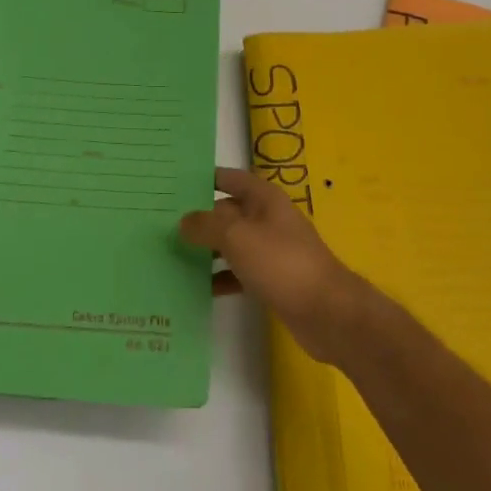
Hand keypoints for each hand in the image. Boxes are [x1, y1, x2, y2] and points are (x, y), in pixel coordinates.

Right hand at [179, 167, 374, 362]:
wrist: (327, 313)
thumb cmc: (282, 263)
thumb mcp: (237, 237)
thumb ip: (207, 225)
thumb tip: (183, 220)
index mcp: (264, 198)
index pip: (229, 178)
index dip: (205, 178)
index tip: (174, 183)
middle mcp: (268, 218)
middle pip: (228, 211)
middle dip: (200, 217)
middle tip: (163, 224)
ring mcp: (271, 250)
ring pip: (232, 243)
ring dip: (207, 249)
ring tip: (171, 255)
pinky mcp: (272, 279)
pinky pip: (239, 272)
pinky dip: (221, 277)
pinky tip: (198, 287)